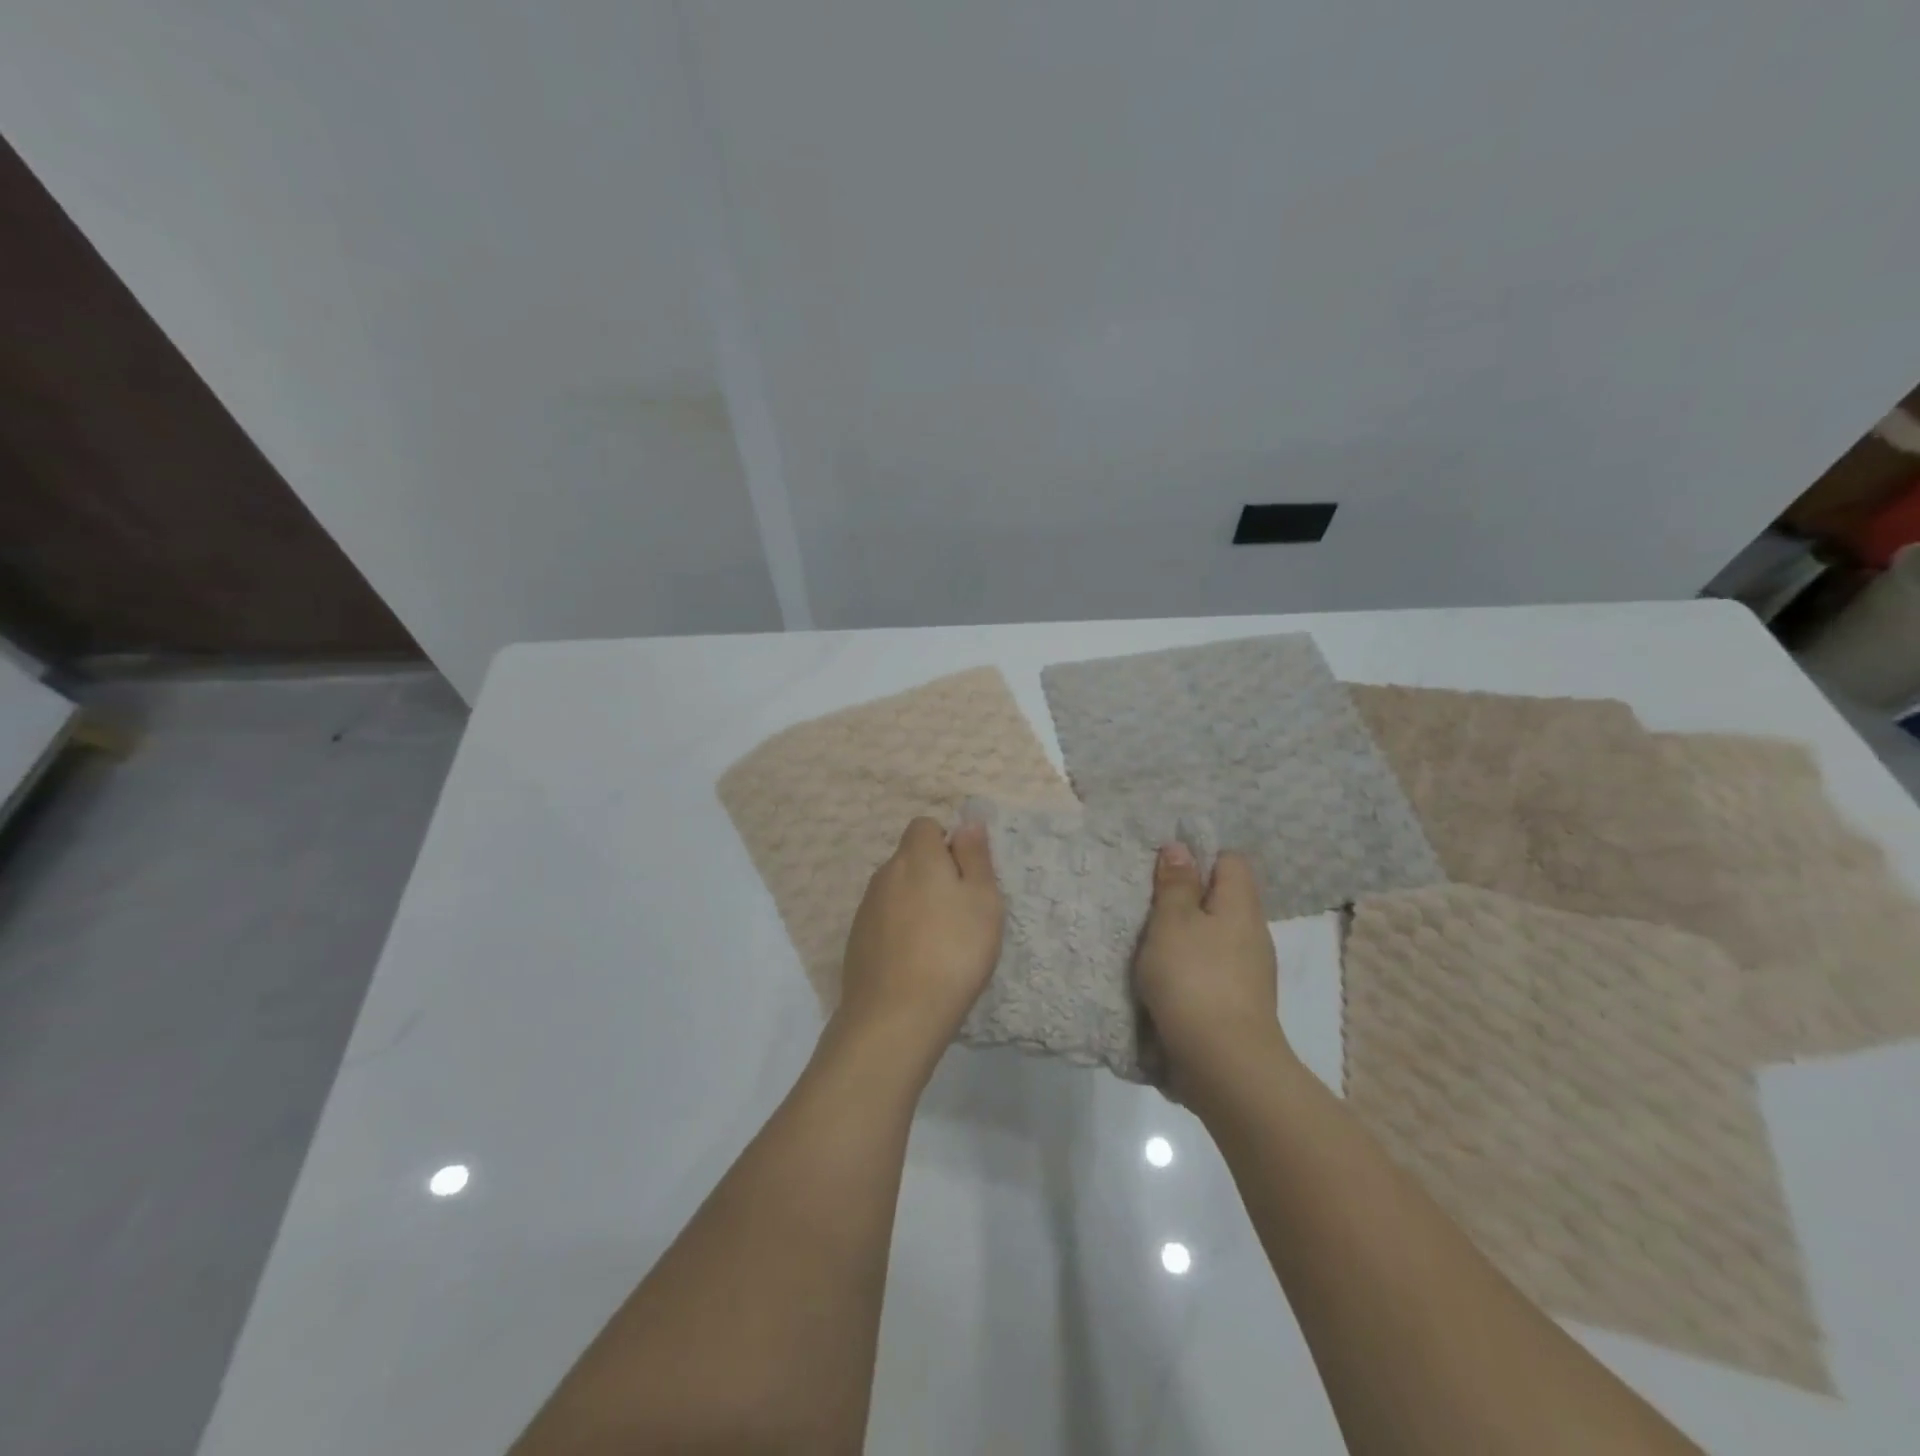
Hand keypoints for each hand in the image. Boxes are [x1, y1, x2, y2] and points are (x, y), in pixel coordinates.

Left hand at [835, 817, 1003, 1056]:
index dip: (947, 844)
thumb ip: (975, 856)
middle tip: (960, 914)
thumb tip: (968, 822)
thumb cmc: (953, 951)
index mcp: (916, 856)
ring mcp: (866, 908)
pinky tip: (915, 963)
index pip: (925, 826)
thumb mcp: (983, 900)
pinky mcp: (856, 940)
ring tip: (940, 943)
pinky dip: (900, 930)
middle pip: (910, 859)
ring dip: (916, 904)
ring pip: (897, 891)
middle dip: (933, 875)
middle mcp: (885, 873)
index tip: (965, 877)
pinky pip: (884, 920)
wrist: (895, 1015)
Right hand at [1134, 844, 1288, 1093]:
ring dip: (1185, 937)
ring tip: (1148, 943)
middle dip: (1187, 899)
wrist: (1224, 1064)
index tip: (1165, 869)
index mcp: (1241, 906)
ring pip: (1215, 937)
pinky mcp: (1238, 1004)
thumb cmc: (1194, 979)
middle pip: (1222, 900)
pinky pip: (1212, 970)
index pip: (1231, 861)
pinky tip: (1163, 981)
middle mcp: (1252, 934)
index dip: (1200, 857)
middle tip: (1147, 905)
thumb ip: (1175, 885)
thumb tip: (1181, 848)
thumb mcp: (1172, 922)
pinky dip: (1190, 969)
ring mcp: (1249, 973)